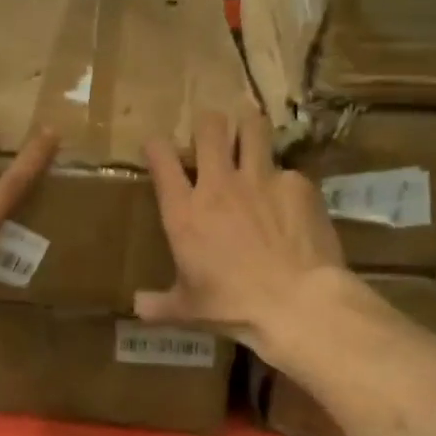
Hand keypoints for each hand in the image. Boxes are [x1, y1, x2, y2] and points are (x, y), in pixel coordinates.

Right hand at [136, 110, 344, 355]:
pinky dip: (285, 181)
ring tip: (251, 141)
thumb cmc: (233, 307)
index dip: (156, 146)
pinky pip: (288, 169)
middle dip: (208, 125)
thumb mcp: (189, 309)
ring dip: (249, 130)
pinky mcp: (298, 184)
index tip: (158, 150)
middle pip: (210, 126)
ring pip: (253, 126)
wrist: (296, 303)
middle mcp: (219, 185)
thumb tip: (137, 307)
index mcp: (185, 212)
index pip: (161, 157)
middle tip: (213, 139)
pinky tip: (290, 201)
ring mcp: (261, 179)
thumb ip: (159, 305)